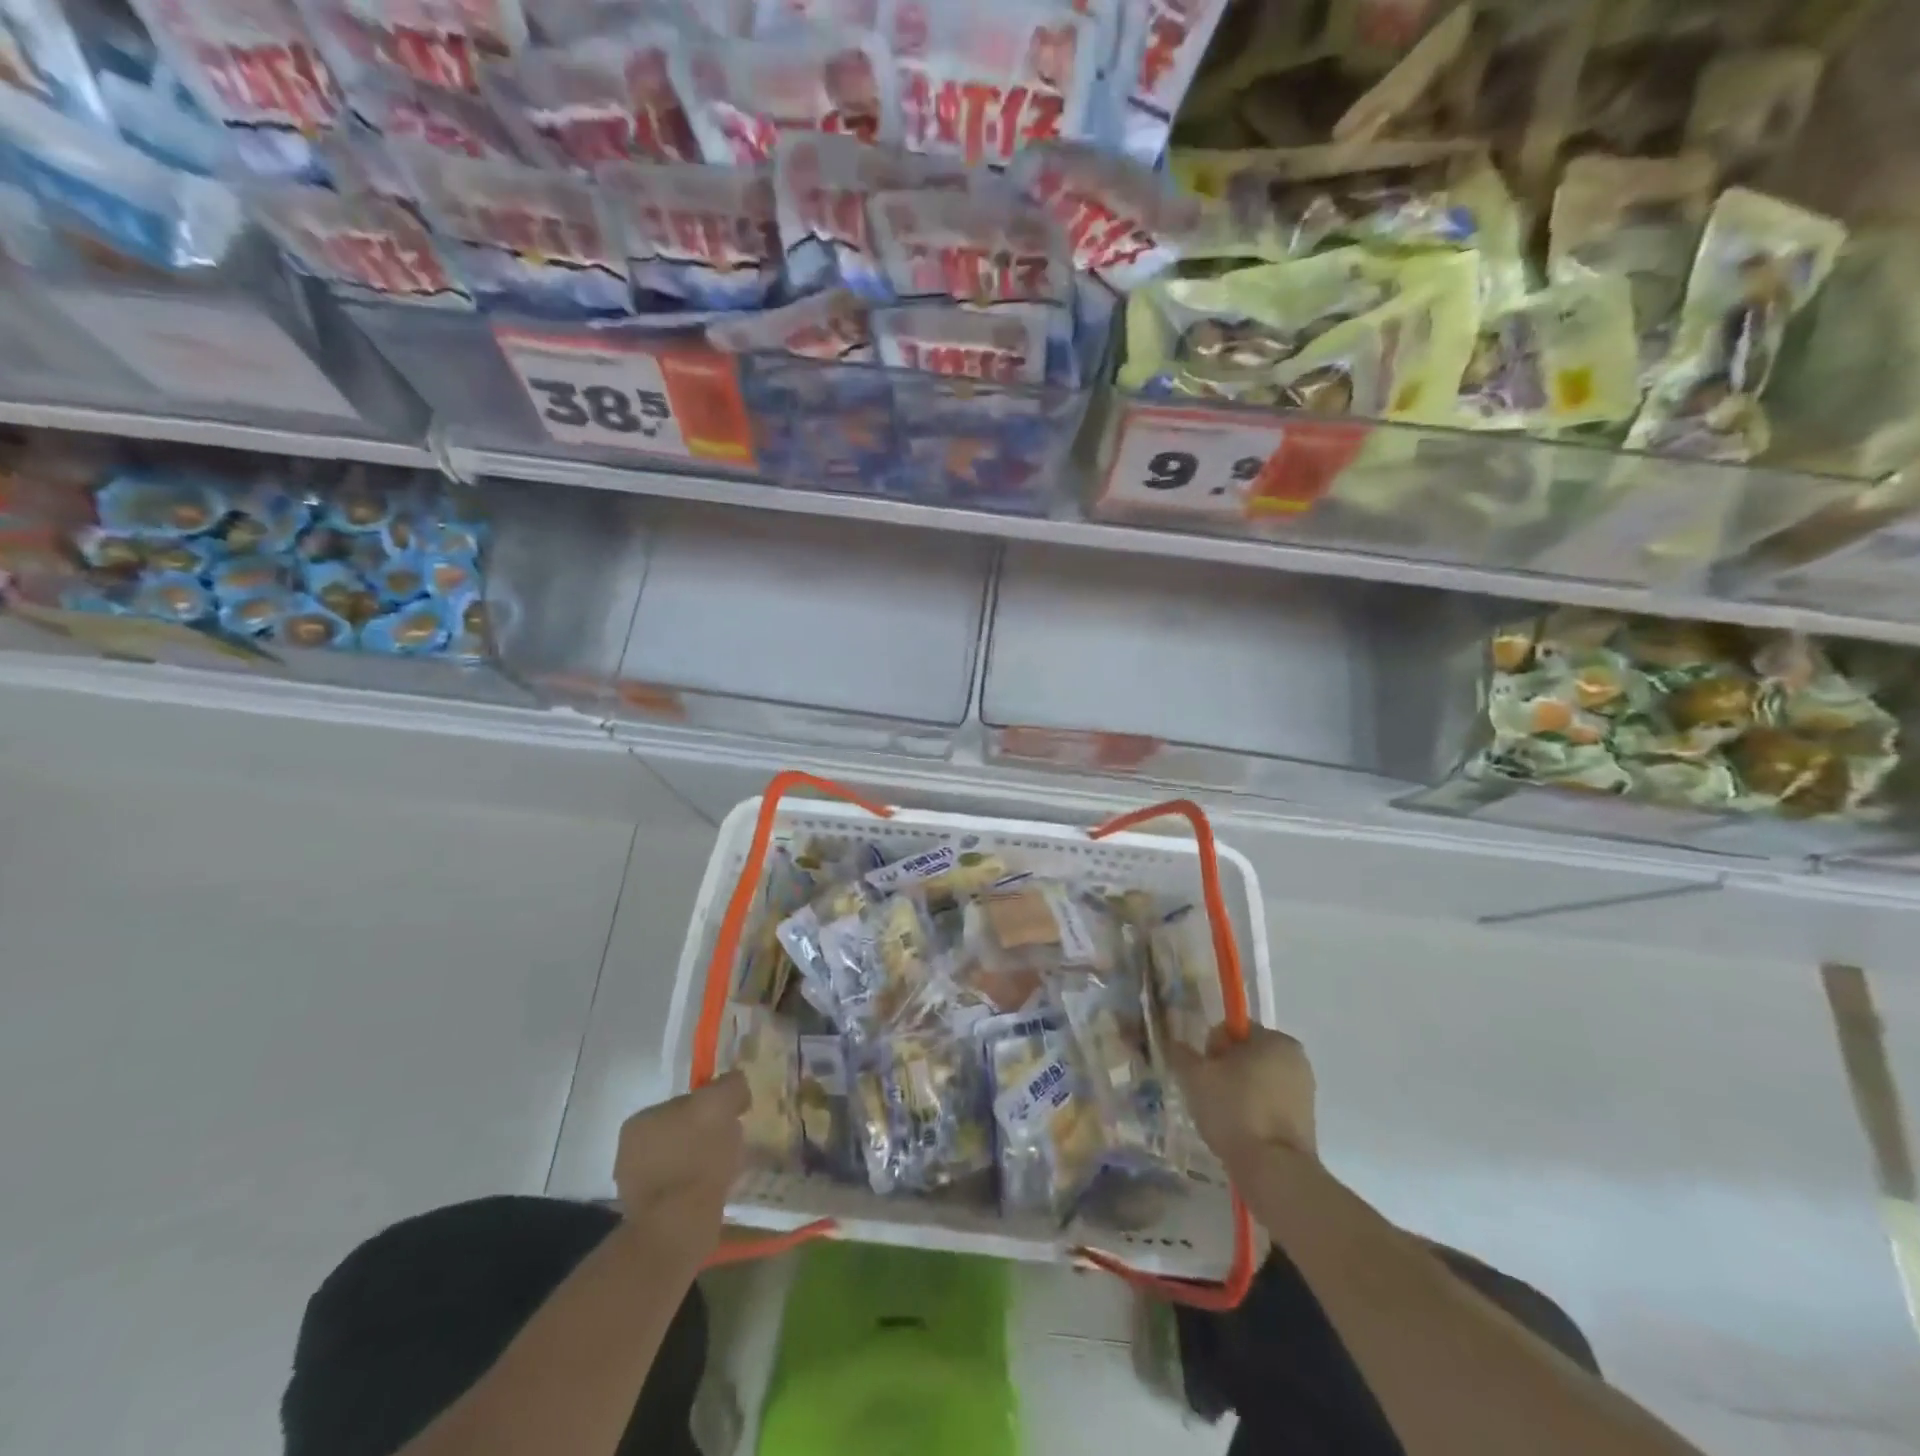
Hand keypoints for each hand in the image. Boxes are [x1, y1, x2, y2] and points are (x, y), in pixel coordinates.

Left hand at [612, 1072, 748, 1267]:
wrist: (678, 1228)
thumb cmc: (697, 1158)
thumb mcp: (720, 1104)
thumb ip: (729, 1085)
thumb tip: (735, 1083)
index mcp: (640, 1120)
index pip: (685, 1101)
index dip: (712, 1106)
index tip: (732, 1118)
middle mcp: (629, 1149)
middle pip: (682, 1130)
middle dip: (706, 1134)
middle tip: (732, 1144)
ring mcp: (634, 1184)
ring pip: (681, 1159)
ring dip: (702, 1161)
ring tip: (725, 1170)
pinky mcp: (647, 1214)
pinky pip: (679, 1188)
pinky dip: (696, 1187)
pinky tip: (712, 1192)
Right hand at [1171, 1026, 1317, 1165]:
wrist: (1274, 1171)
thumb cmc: (1235, 1110)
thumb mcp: (1195, 1076)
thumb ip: (1181, 1054)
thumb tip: (1175, 1045)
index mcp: (1275, 1039)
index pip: (1232, 1030)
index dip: (1211, 1049)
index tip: (1205, 1074)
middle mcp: (1296, 1060)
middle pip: (1245, 1055)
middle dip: (1225, 1071)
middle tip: (1210, 1095)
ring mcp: (1304, 1092)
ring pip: (1256, 1082)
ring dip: (1238, 1092)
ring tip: (1223, 1118)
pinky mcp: (1306, 1123)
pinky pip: (1269, 1105)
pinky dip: (1253, 1112)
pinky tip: (1240, 1132)